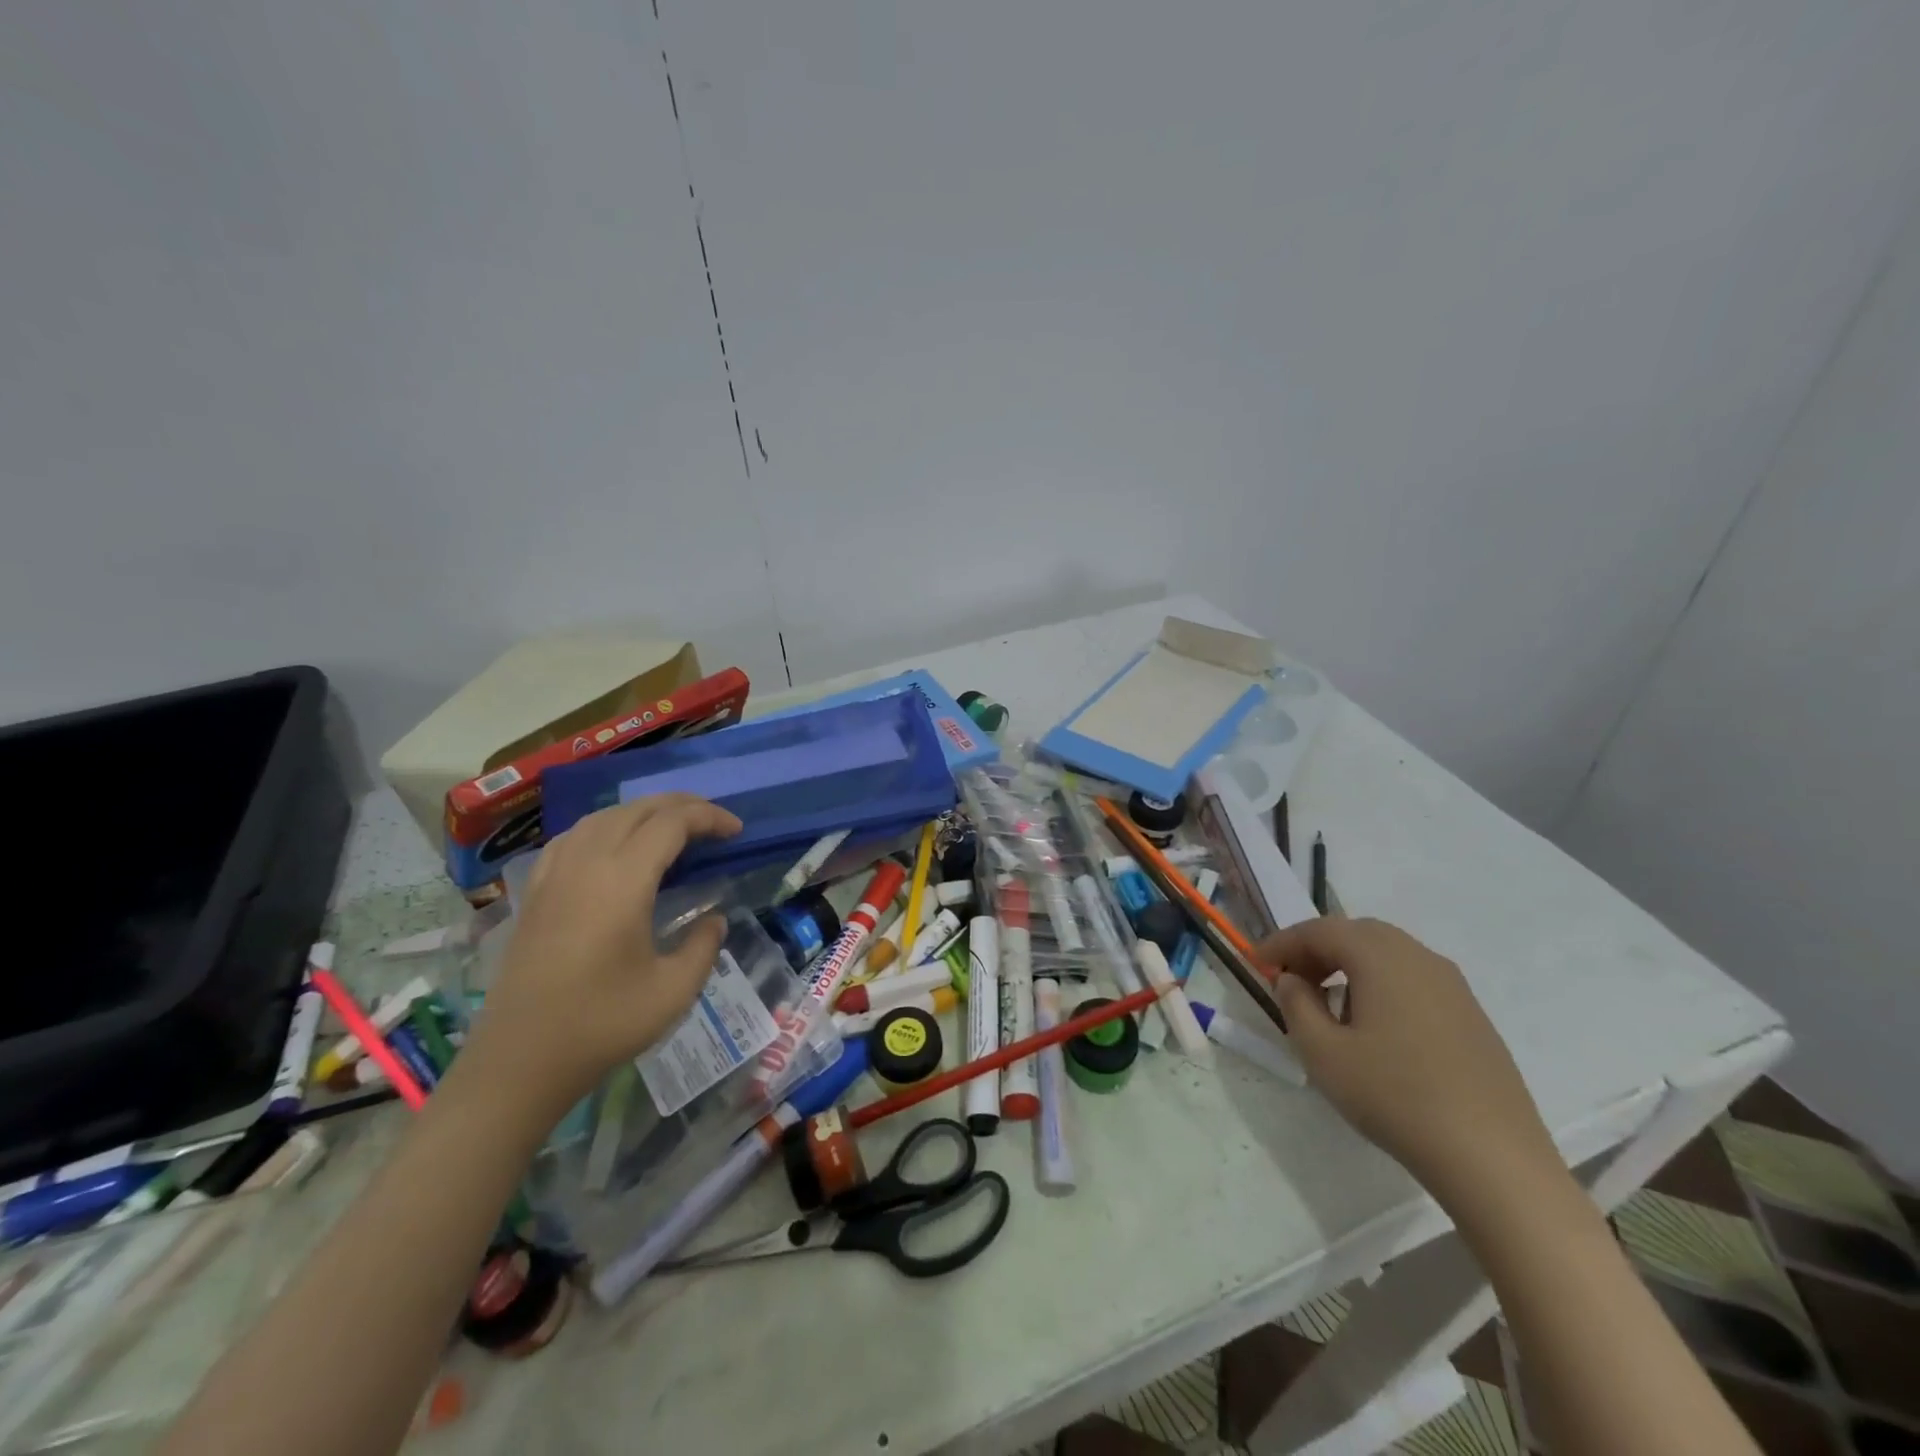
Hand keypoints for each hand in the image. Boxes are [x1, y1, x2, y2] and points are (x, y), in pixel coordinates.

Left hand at [458, 793, 741, 1119]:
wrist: (520, 1062)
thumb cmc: (602, 1025)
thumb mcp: (674, 991)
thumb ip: (704, 946)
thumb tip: (715, 920)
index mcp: (622, 881)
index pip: (671, 824)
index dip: (709, 818)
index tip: (737, 830)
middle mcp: (586, 865)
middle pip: (637, 810)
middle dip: (681, 805)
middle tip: (714, 822)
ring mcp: (554, 876)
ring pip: (603, 817)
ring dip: (643, 812)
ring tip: (671, 827)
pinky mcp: (534, 893)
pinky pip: (573, 837)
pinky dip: (605, 827)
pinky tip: (614, 846)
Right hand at [1255, 916, 1561, 1205]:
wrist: (1494, 1158)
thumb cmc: (1395, 1096)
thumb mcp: (1322, 1052)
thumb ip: (1295, 1004)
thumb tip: (1292, 979)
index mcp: (1380, 957)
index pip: (1318, 930)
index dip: (1281, 943)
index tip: (1254, 963)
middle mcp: (1418, 957)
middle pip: (1355, 933)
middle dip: (1316, 950)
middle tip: (1290, 980)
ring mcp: (1453, 985)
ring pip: (1387, 955)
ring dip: (1349, 966)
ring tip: (1328, 1005)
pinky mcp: (1471, 1015)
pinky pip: (1413, 979)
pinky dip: (1380, 985)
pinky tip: (1374, 1028)